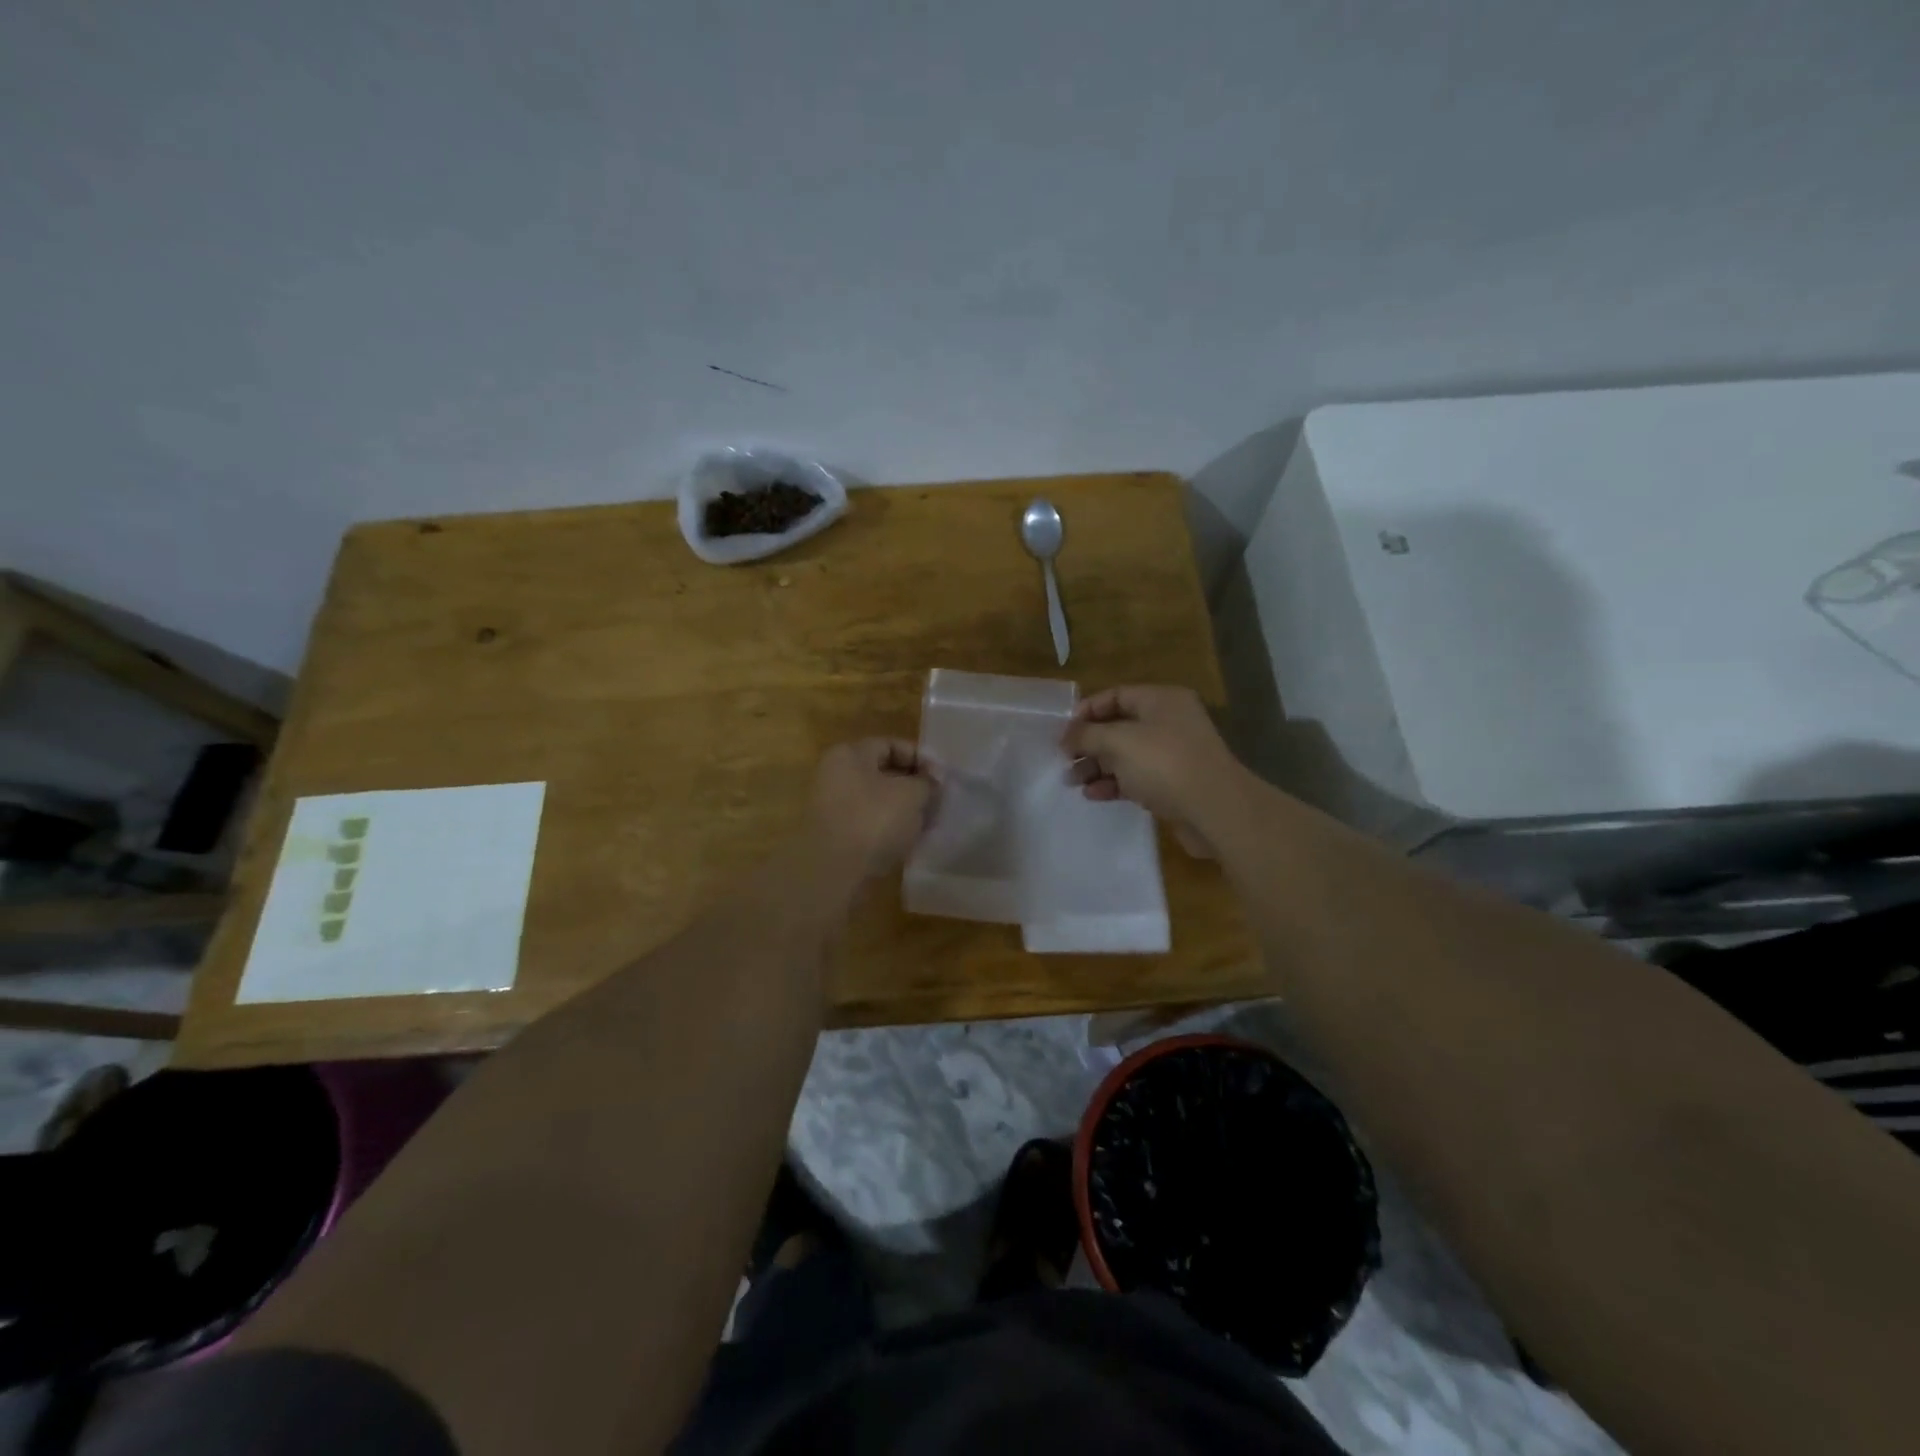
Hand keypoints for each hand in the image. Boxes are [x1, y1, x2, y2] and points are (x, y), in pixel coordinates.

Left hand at [805, 739, 937, 882]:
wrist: (834, 873)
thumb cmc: (873, 821)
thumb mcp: (911, 795)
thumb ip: (926, 782)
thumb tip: (931, 780)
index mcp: (848, 755)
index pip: (890, 745)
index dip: (920, 758)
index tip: (941, 778)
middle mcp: (835, 775)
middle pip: (882, 773)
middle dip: (913, 785)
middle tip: (937, 801)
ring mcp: (831, 806)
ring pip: (876, 800)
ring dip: (902, 809)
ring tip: (926, 823)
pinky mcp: (835, 835)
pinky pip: (868, 822)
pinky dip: (888, 828)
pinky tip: (907, 840)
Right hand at [1061, 686, 1248, 853]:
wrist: (1215, 810)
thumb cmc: (1164, 764)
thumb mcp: (1118, 742)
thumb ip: (1087, 735)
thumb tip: (1065, 736)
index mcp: (1161, 700)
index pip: (1116, 695)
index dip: (1086, 711)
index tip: (1062, 732)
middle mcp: (1169, 722)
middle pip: (1119, 726)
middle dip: (1089, 743)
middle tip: (1064, 760)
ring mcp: (1173, 754)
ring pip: (1126, 755)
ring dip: (1097, 766)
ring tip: (1072, 781)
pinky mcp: (1174, 784)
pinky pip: (1137, 777)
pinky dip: (1114, 783)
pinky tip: (1094, 795)